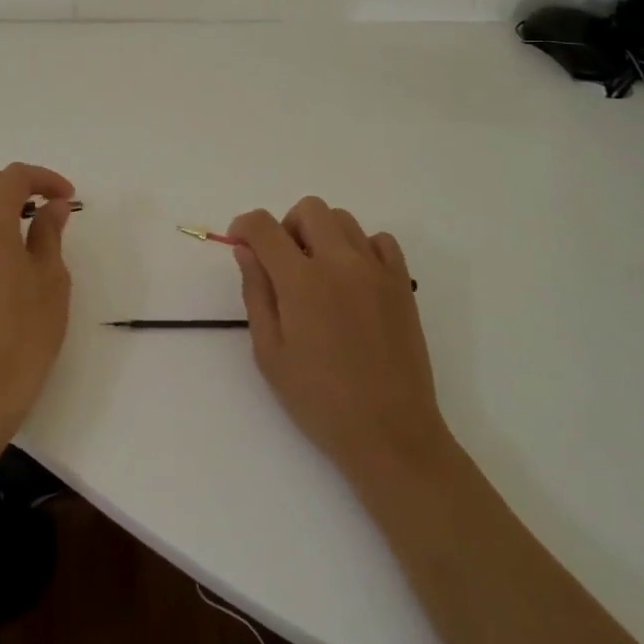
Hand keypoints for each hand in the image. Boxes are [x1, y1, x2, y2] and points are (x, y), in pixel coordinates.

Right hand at [229, 199, 451, 489]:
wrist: (391, 433)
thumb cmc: (320, 401)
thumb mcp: (270, 353)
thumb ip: (256, 293)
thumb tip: (246, 250)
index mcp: (301, 281)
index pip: (264, 226)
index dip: (244, 226)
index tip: (240, 243)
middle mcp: (340, 262)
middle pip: (309, 209)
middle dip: (286, 226)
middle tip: (282, 263)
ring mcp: (376, 270)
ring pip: (344, 220)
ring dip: (322, 234)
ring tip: (318, 274)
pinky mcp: (402, 283)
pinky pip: (380, 240)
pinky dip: (361, 247)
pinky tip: (353, 280)